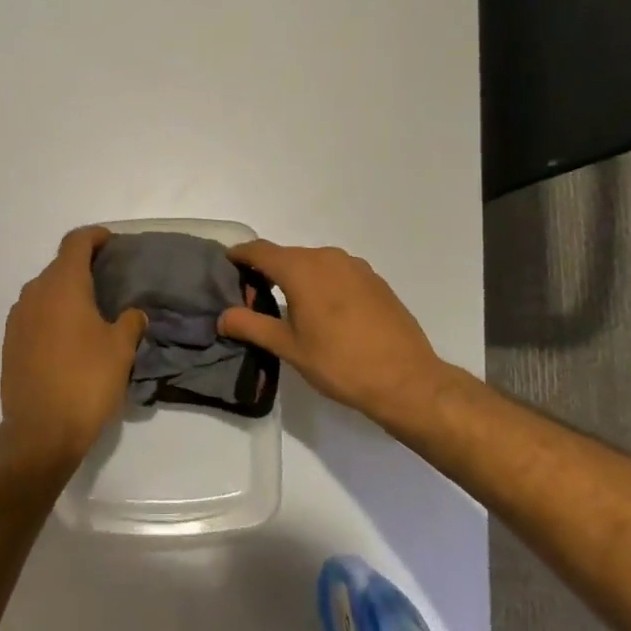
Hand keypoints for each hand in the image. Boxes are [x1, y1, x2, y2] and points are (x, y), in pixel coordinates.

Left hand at [0, 227, 147, 467]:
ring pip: (45, 292)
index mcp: (62, 285)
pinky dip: (52, 315)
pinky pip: (34, 315)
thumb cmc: (86, 381)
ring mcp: (17, 318)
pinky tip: (69, 339)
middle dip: (83, 267)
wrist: (40, 431)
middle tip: (109, 281)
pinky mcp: (10, 343)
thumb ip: (130, 322)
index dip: (95, 237)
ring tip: (91, 312)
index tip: (111, 243)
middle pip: (59, 266)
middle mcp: (35, 293)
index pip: (75, 242)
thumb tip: (132, 314)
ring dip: (66, 293)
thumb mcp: (120, 349)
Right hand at [218, 241, 455, 432]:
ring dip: (295, 277)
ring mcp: (355, 267)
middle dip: (266, 270)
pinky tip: (322, 311)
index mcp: (302, 269)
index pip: (260, 250)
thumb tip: (223, 317)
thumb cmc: (340, 363)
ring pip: (313, 263)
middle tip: (252, 298)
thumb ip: (252, 326)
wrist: (407, 380)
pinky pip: (336, 272)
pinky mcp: (374, 280)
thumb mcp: (289, 348)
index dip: (240, 255)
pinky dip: (320, 283)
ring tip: (286, 306)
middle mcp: (328, 258)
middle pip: (287, 256)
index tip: (226, 264)